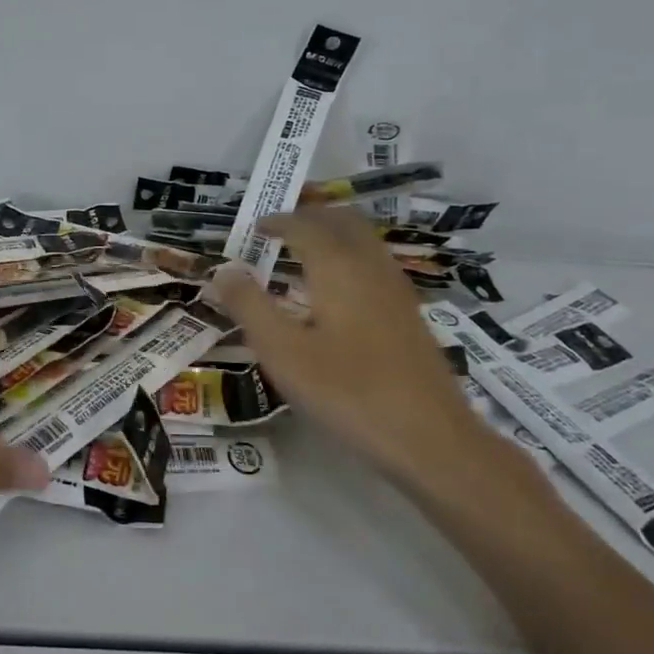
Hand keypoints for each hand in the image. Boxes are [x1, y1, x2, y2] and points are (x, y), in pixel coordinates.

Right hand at [210, 207, 553, 511]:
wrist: (429, 437)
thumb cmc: (347, 392)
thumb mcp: (283, 352)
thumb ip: (249, 306)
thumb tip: (224, 270)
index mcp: (338, 267)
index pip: (305, 225)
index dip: (277, 221)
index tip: (254, 227)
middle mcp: (370, 266)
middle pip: (342, 221)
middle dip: (309, 216)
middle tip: (280, 227)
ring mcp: (396, 290)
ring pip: (363, 240)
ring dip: (332, 233)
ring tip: (303, 252)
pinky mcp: (408, 314)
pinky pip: (374, 263)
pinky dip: (348, 256)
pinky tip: (336, 290)